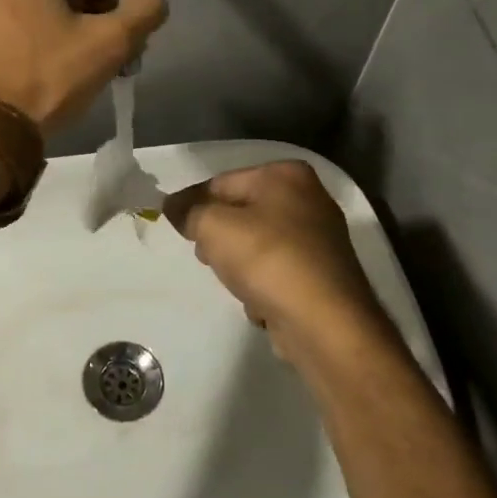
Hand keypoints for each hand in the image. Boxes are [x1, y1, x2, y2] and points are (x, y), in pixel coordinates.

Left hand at [0, 0, 166, 132]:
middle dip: (55, 28)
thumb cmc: (46, 78)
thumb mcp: (109, 45)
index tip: (89, 53)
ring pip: (8, 21)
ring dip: (25, 42)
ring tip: (34, 83)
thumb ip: (142, 10)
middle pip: (37, 0)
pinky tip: (7, 86)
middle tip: (64, 72)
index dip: (89, 19)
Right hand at [164, 161, 385, 361]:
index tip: (172, 225)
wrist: (323, 322)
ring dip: (237, 264)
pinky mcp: (321, 274)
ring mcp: (318, 238)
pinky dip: (262, 285)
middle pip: (240, 212)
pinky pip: (275, 272)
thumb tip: (174, 206)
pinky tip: (260, 301)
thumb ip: (189, 212)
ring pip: (255, 244)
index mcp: (286, 175)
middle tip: (207, 257)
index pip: (221, 182)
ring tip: (237, 284)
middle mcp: (308, 198)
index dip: (192, 203)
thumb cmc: (267, 260)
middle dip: (217, 237)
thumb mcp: (214, 227)